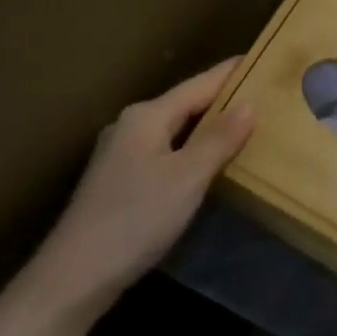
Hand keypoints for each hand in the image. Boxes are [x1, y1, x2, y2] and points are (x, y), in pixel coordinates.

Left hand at [29, 60, 254, 312]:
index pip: (199, 84)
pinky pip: (164, 151)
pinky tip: (205, 162)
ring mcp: (120, 153)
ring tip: (242, 126)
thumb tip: (250, 104)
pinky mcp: (118, 181)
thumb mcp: (188, 177)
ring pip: (173, 129)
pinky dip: (189, 148)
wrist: (75, 275)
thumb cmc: (136, 218)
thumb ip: (219, 139)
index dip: (231, 73)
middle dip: (221, 99)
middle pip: (185, 104)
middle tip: (262, 95)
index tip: (262, 60)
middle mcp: (131, 125)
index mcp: (147, 115)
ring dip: (206, 126)